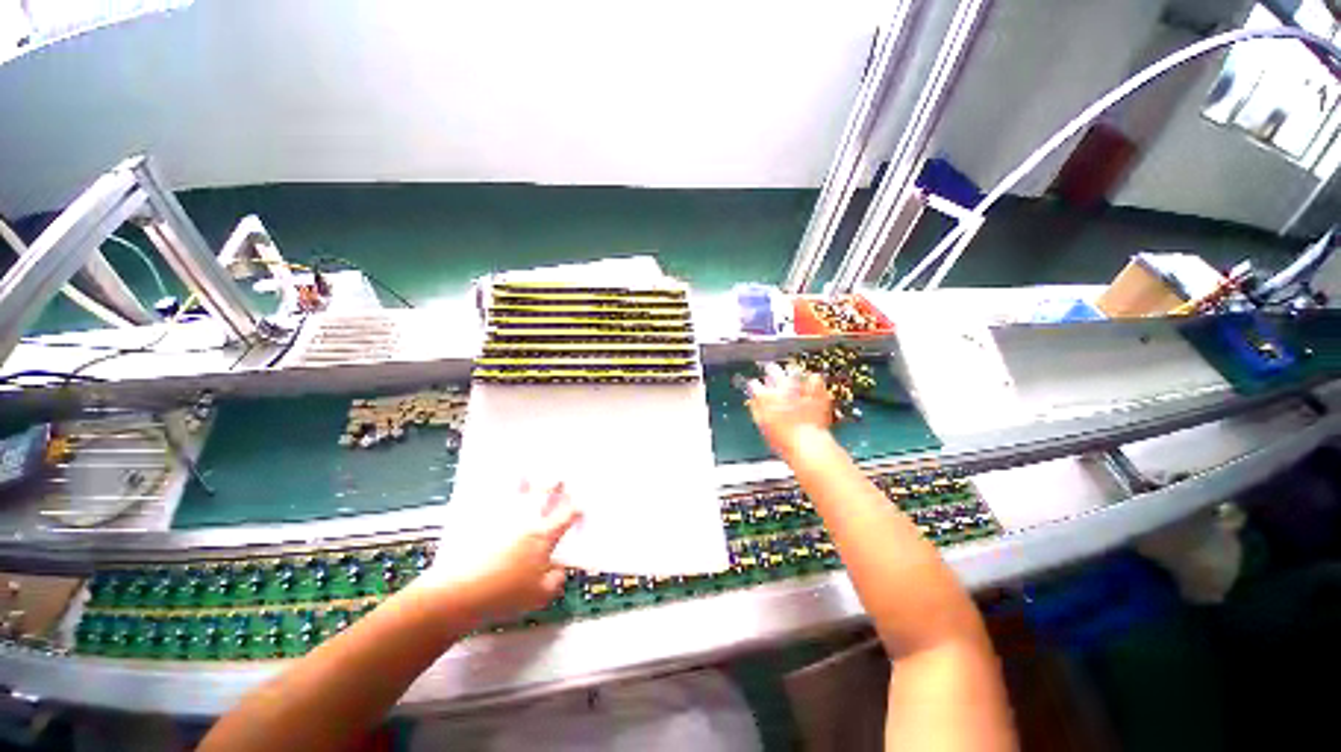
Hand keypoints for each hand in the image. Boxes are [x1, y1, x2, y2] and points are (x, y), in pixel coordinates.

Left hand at [419, 481, 580, 622]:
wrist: (456, 593)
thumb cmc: (503, 595)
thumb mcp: (539, 596)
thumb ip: (556, 580)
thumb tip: (559, 569)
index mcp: (543, 534)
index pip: (567, 515)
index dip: (577, 510)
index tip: (581, 509)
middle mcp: (525, 519)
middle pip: (544, 494)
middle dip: (555, 485)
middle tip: (560, 478)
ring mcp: (501, 516)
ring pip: (517, 491)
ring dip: (525, 481)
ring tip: (527, 472)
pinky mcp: (479, 521)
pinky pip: (490, 499)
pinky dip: (495, 492)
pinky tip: (494, 490)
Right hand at [747, 363, 833, 457]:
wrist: (809, 445)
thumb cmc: (784, 440)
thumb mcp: (763, 426)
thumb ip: (756, 410)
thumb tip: (754, 401)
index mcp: (765, 397)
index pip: (754, 384)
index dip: (755, 386)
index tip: (757, 388)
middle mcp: (781, 388)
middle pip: (772, 370)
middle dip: (771, 371)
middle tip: (772, 373)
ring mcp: (800, 387)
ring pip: (792, 371)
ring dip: (790, 374)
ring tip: (791, 379)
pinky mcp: (816, 390)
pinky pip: (814, 378)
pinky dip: (811, 380)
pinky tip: (809, 384)